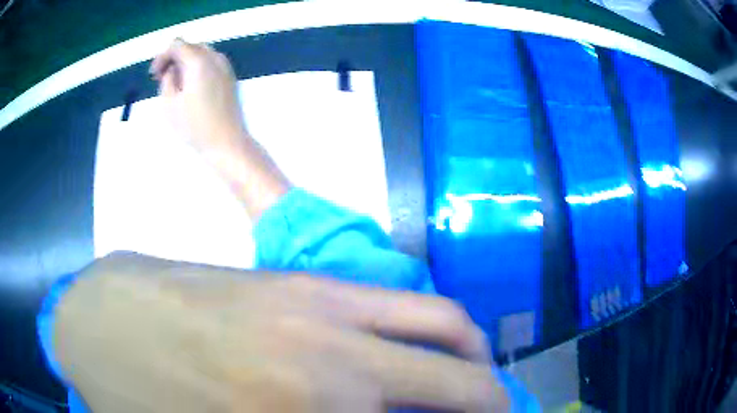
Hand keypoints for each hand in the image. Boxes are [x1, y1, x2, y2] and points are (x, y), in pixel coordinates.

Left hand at [54, 253, 510, 411]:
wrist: (103, 318)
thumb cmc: (144, 398)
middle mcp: (331, 369)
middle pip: (460, 388)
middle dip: (491, 404)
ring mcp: (322, 313)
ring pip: (445, 328)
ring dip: (473, 361)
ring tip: (478, 382)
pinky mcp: (306, 283)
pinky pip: (404, 307)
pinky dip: (438, 333)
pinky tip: (426, 352)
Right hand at [150, 39, 245, 151]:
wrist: (226, 142)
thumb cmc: (194, 125)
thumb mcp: (169, 103)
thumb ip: (167, 79)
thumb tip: (171, 69)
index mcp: (198, 60)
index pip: (177, 44)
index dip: (162, 56)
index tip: (154, 75)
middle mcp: (215, 57)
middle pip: (190, 46)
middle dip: (174, 58)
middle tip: (162, 79)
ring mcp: (226, 66)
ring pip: (202, 53)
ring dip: (186, 63)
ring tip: (176, 85)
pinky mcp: (230, 76)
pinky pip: (211, 63)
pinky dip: (198, 68)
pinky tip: (191, 87)